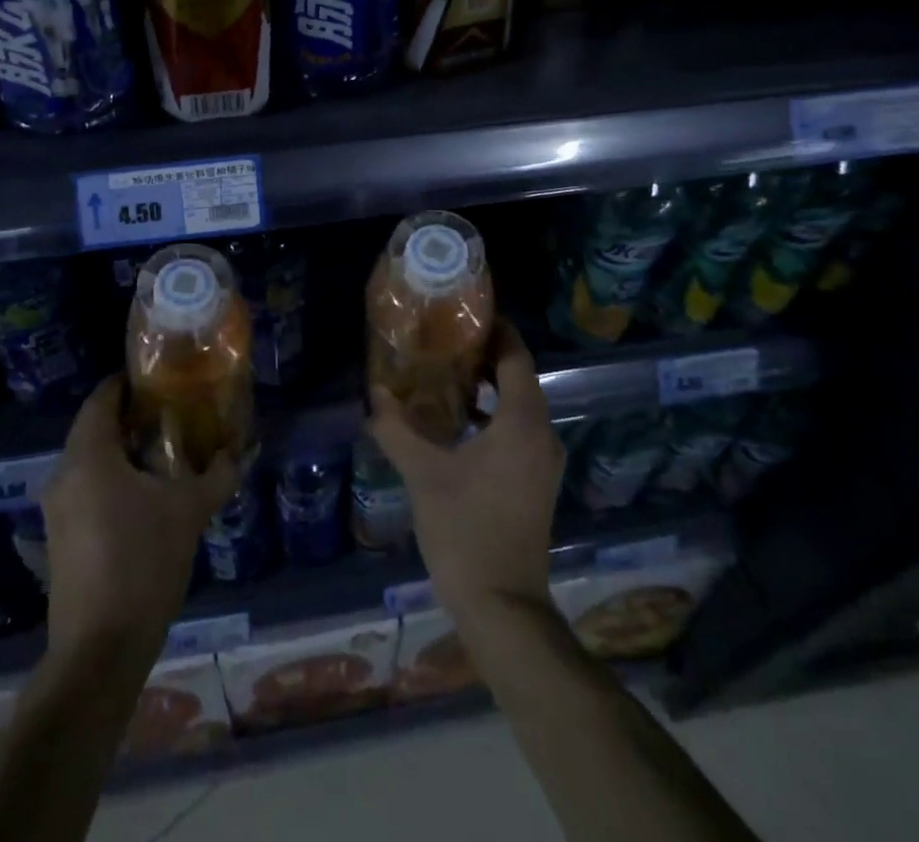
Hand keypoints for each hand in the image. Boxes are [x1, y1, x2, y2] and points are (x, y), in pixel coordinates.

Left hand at [39, 376, 238, 659]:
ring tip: (168, 451)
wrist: (99, 651)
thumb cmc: (143, 563)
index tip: (162, 378)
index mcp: (88, 456)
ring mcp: (57, 509)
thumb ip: (218, 474)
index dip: (129, 382)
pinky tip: (148, 494)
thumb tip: (241, 450)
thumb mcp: (190, 511)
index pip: (102, 398)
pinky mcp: (62, 538)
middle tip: (175, 412)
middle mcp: (64, 474)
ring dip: (125, 450)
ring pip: (91, 460)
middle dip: (133, 417)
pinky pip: (87, 488)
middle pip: (95, 427)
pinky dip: (114, 478)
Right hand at [368, 323, 564, 624]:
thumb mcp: (423, 475)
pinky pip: (518, 428)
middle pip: (519, 376)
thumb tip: (374, 394)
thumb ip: (397, 429)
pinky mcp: (537, 480)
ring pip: (519, 404)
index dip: (495, 329)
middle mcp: (542, 434)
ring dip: (488, 385)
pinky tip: (458, 419)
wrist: (503, 607)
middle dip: (485, 354)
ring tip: (445, 371)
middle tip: (444, 338)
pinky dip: (494, 413)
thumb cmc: (465, 532)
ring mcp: (543, 460)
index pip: (515, 356)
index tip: (464, 311)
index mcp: (522, 422)